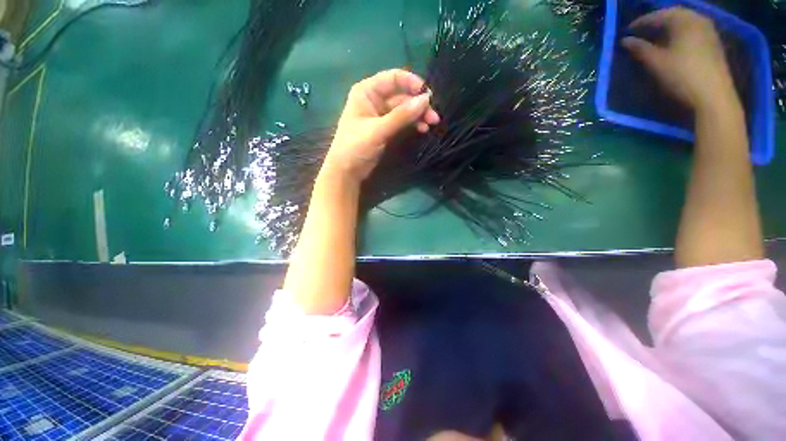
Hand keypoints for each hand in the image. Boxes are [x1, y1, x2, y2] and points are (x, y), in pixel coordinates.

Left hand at [322, 69, 440, 182]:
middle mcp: (374, 100)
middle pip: (402, 96)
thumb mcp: (378, 129)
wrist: (347, 170)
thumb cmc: (356, 146)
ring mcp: (381, 115)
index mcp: (367, 92)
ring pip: (404, 110)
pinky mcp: (386, 129)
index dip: (412, 83)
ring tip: (431, 124)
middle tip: (434, 116)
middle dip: (418, 104)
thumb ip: (401, 115)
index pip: (393, 79)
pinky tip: (422, 129)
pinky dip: (412, 124)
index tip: (428, 95)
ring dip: (418, 115)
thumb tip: (426, 99)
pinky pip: (402, 122)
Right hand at [622, 7, 736, 111]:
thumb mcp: (656, 62)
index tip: (627, 31)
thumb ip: (639, 49)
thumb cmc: (682, 76)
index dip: (640, 23)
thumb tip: (625, 41)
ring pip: (683, 23)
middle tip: (640, 32)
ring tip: (654, 38)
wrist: (713, 96)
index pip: (657, 15)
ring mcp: (708, 30)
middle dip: (655, 22)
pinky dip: (679, 34)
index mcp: (684, 20)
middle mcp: (698, 19)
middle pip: (672, 16)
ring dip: (667, 28)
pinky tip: (672, 43)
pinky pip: (692, 30)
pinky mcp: (713, 43)